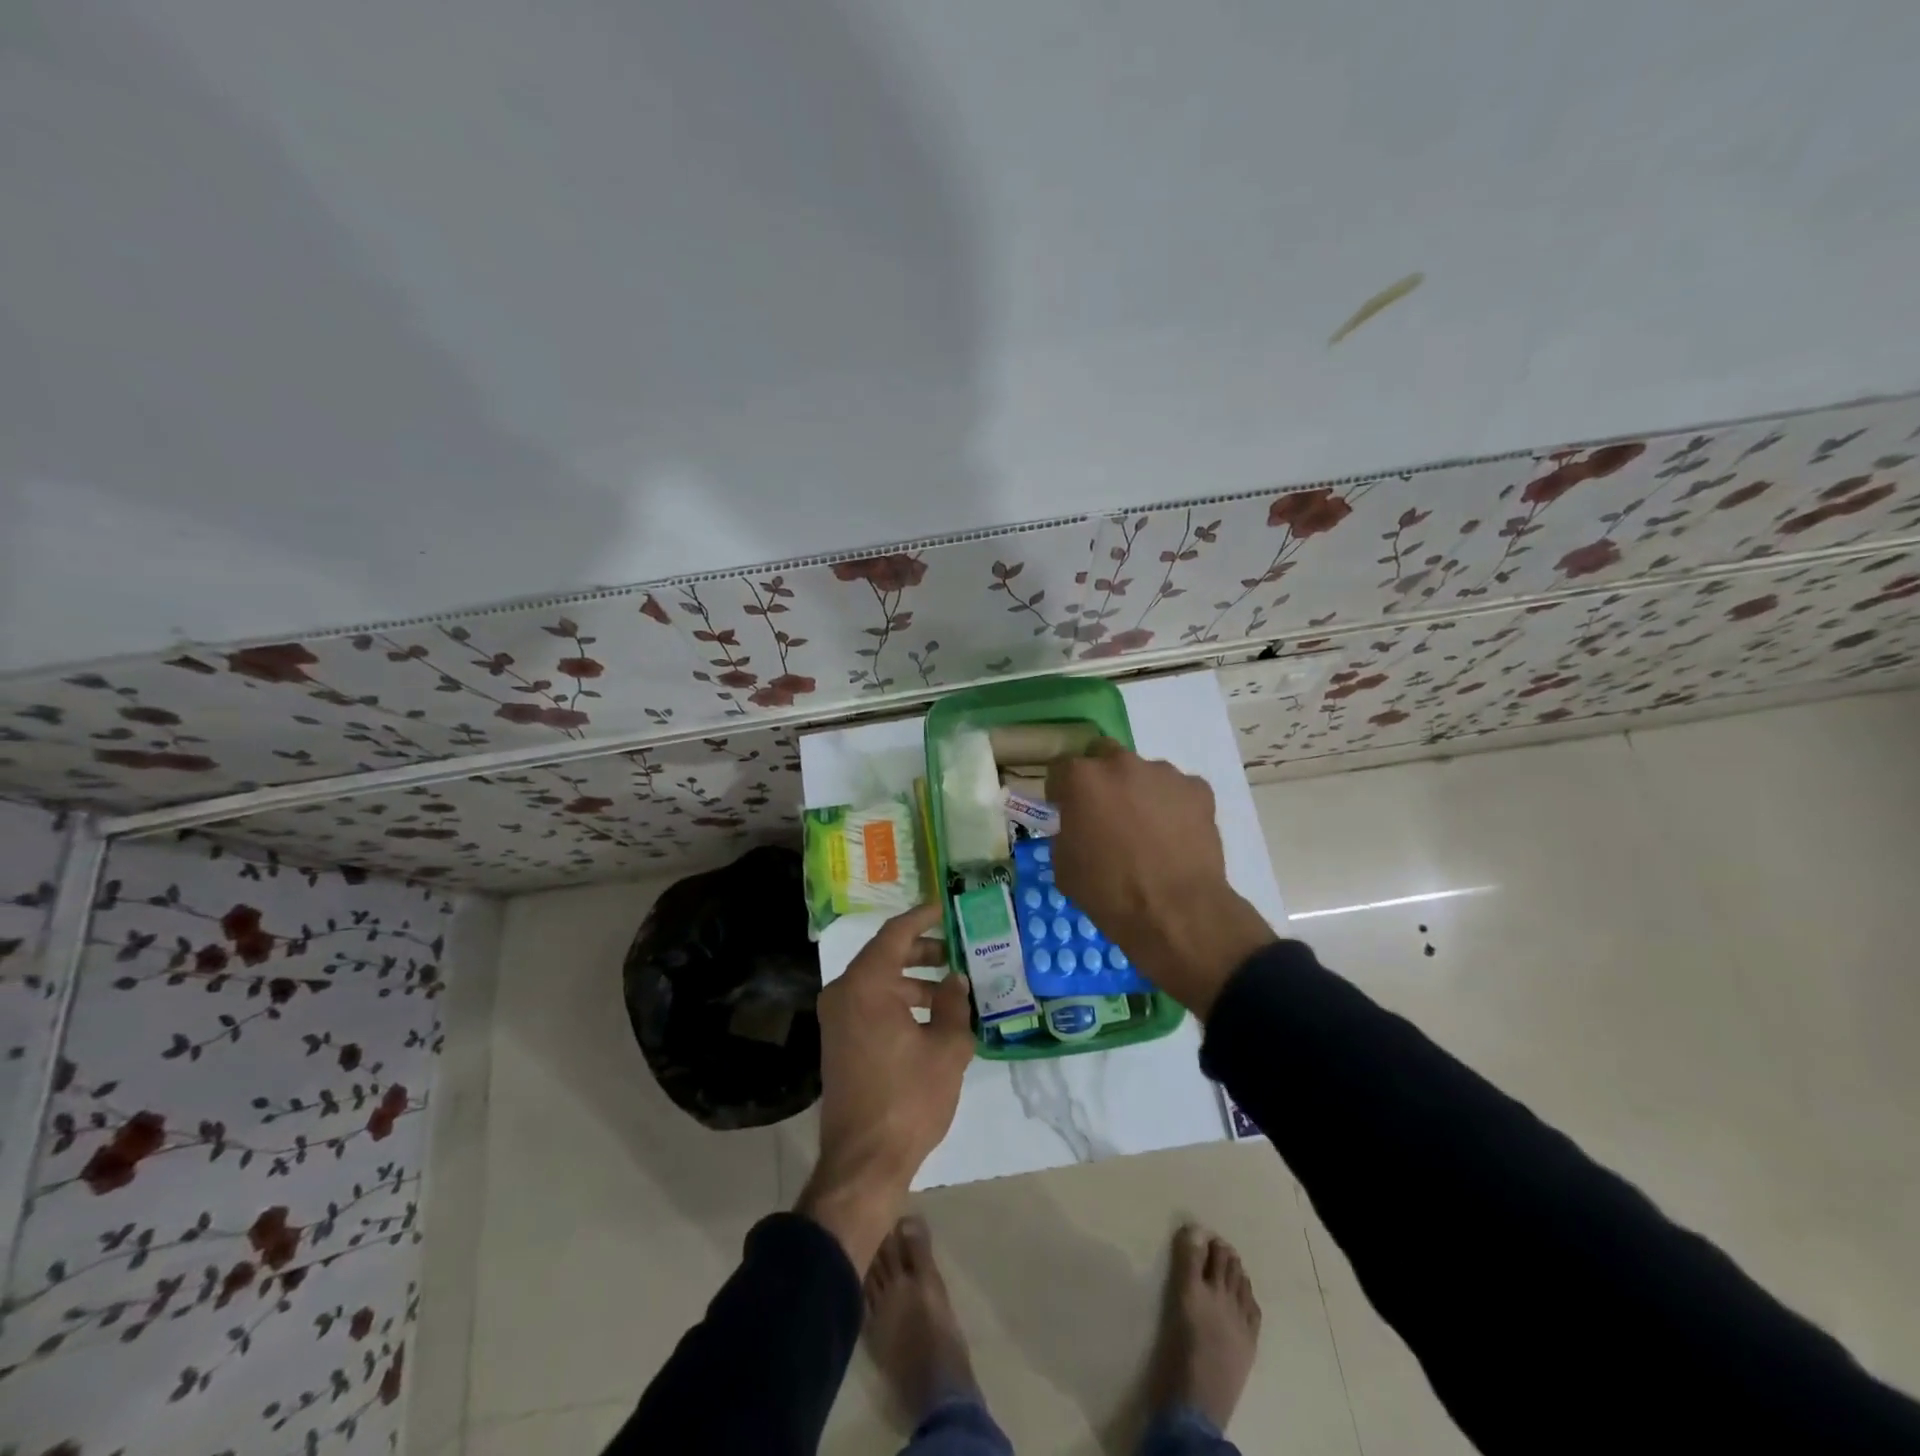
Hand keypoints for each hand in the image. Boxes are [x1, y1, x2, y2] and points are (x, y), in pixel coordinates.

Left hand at [798, 902, 972, 1269]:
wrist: (863, 1161)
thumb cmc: (909, 1098)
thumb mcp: (946, 1048)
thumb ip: (953, 1005)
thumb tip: (955, 981)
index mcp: (866, 985)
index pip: (895, 934)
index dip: (922, 917)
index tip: (944, 908)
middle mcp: (844, 993)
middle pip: (884, 955)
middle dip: (921, 950)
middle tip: (955, 950)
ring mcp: (837, 1018)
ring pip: (877, 981)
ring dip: (911, 979)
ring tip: (949, 987)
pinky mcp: (839, 1041)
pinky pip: (870, 1003)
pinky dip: (897, 1000)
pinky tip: (928, 1015)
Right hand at [1047, 743, 1275, 1017]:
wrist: (1177, 913)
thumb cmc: (1109, 893)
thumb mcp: (1064, 867)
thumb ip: (1065, 833)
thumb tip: (1075, 827)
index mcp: (1081, 779)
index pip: (1060, 769)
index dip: (1061, 792)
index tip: (1065, 812)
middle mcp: (1121, 764)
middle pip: (1103, 756)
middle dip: (1100, 779)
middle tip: (1106, 814)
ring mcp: (1164, 773)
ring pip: (1143, 773)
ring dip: (1138, 792)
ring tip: (1147, 832)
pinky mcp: (1198, 789)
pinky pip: (1177, 791)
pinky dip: (1172, 807)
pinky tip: (1175, 838)